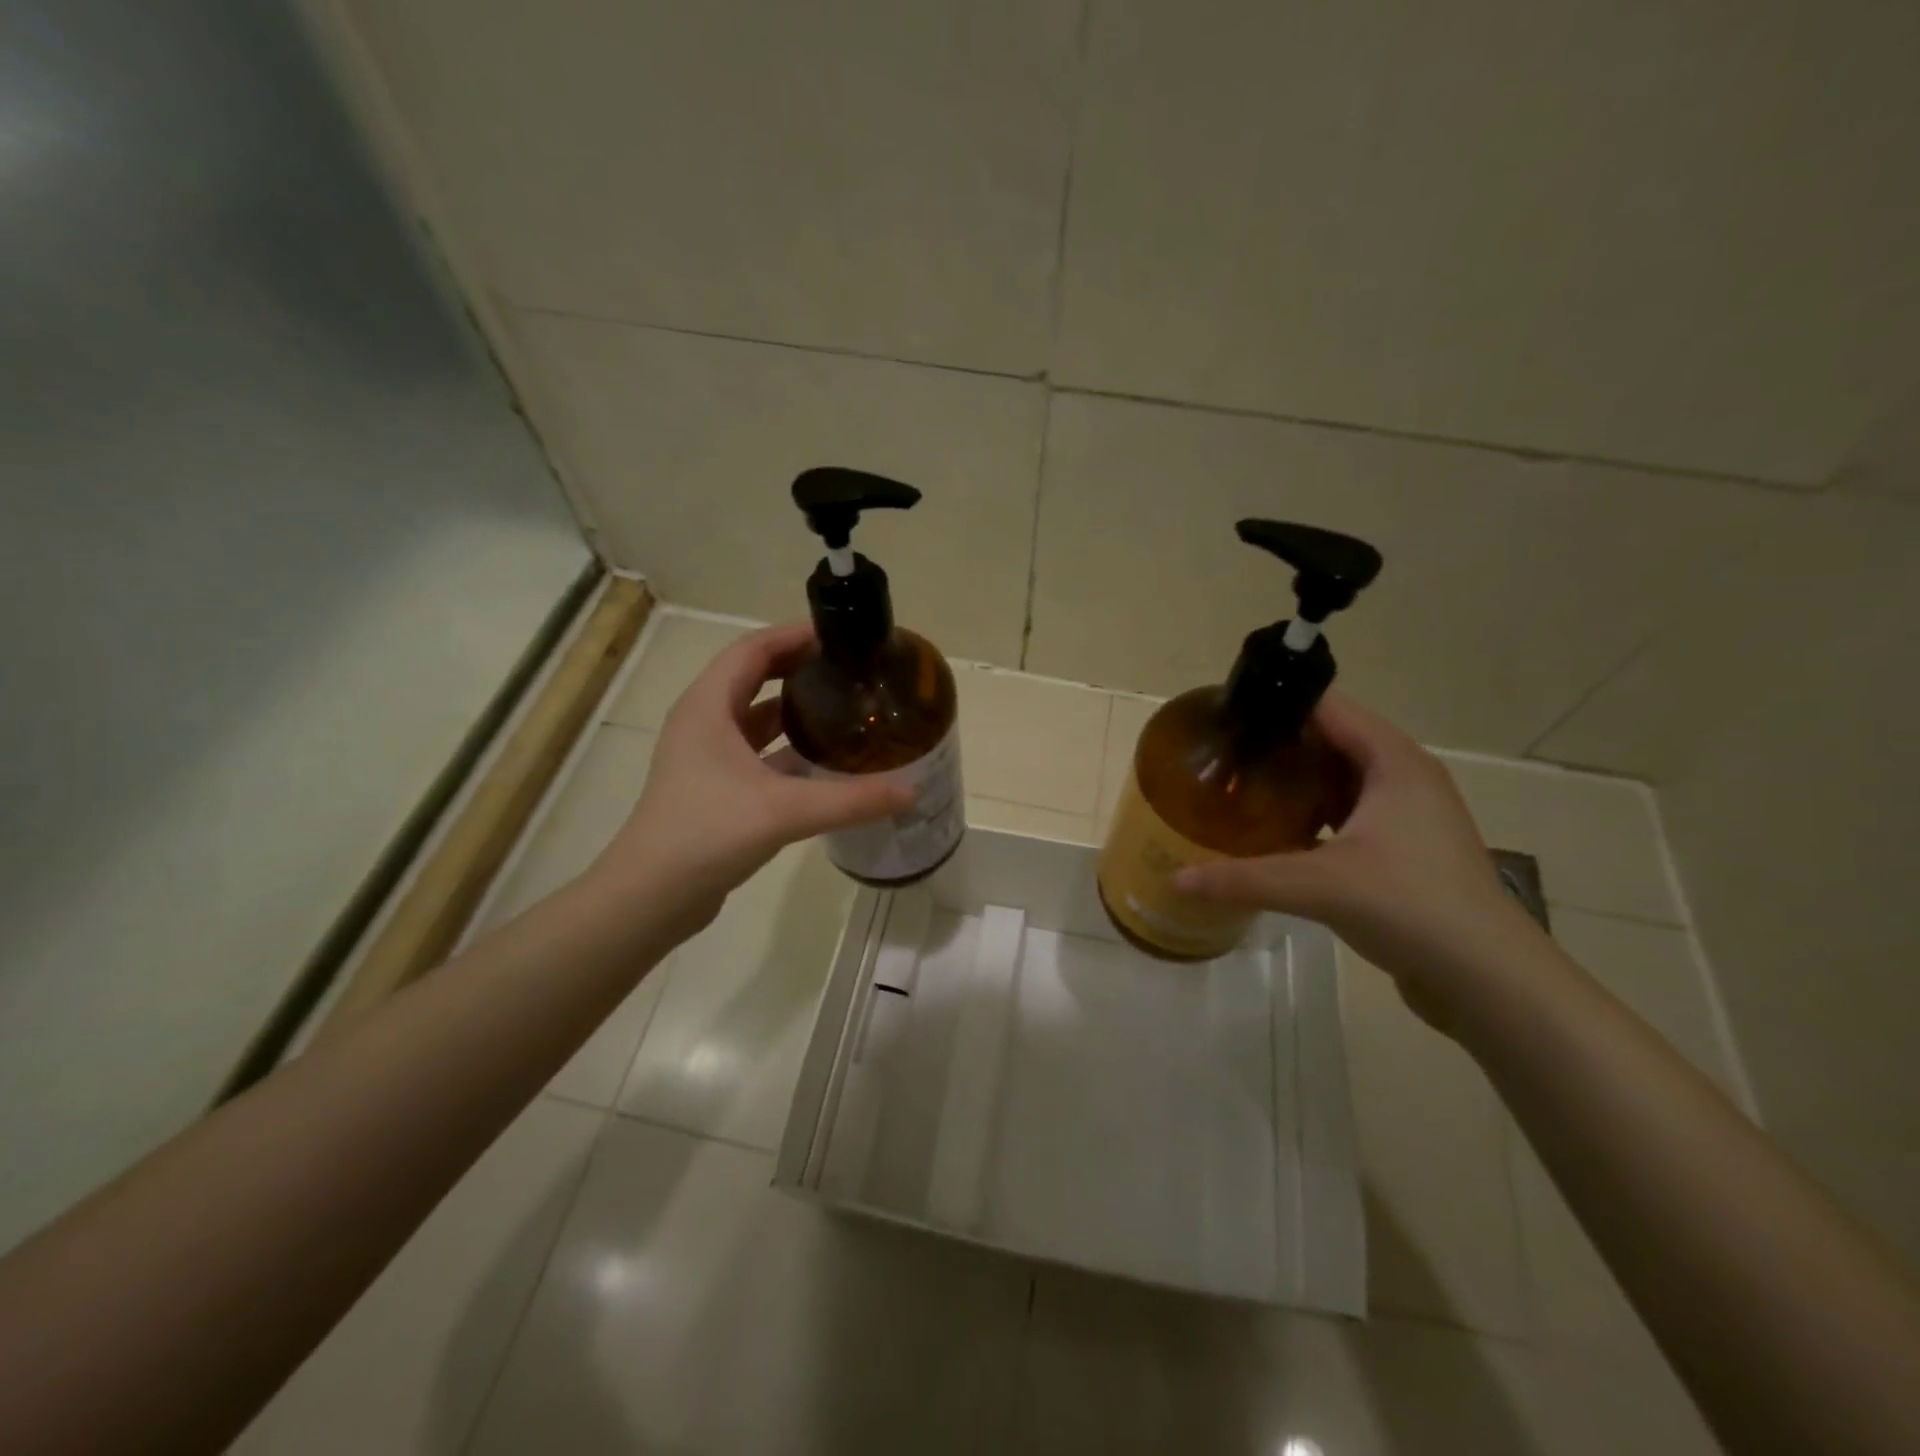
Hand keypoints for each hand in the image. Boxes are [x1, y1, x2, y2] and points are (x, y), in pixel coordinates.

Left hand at [590, 622, 909, 937]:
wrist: (652, 896)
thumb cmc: (707, 832)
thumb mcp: (784, 810)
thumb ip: (850, 799)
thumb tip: (910, 791)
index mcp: (708, 706)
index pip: (754, 649)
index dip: (795, 635)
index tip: (841, 637)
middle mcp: (705, 723)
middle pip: (755, 677)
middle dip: (801, 669)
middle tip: (850, 671)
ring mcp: (707, 758)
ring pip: (757, 719)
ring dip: (796, 711)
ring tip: (845, 710)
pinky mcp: (716, 789)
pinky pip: (759, 755)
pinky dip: (790, 751)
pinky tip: (826, 764)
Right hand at [1176, 692, 1545, 1010]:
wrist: (1488, 979)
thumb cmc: (1410, 906)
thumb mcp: (1318, 886)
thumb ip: (1243, 879)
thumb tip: (1177, 879)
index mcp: (1394, 763)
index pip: (1329, 709)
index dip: (1279, 705)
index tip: (1229, 714)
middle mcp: (1405, 778)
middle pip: (1334, 742)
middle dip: (1281, 746)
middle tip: (1226, 755)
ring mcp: (1410, 817)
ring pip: (1342, 781)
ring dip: (1299, 783)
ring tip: (1244, 789)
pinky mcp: (1407, 852)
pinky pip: (1351, 815)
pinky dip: (1316, 816)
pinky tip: (1279, 835)